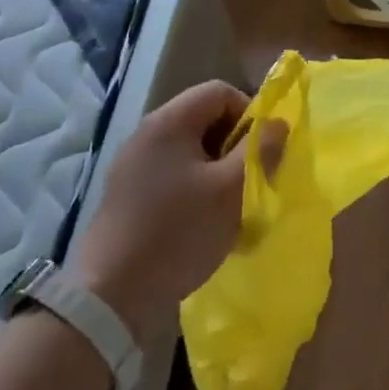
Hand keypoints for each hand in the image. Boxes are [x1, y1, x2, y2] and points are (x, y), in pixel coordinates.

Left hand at [67, 80, 285, 340]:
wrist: (110, 298)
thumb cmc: (178, 232)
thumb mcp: (232, 191)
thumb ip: (260, 151)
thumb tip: (278, 123)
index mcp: (169, 121)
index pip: (219, 91)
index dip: (249, 113)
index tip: (261, 152)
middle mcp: (147, 133)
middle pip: (204, 119)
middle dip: (234, 146)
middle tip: (249, 181)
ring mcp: (132, 165)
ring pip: (189, 151)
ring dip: (216, 172)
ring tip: (229, 208)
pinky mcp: (126, 196)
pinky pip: (171, 176)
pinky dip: (194, 190)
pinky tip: (200, 224)